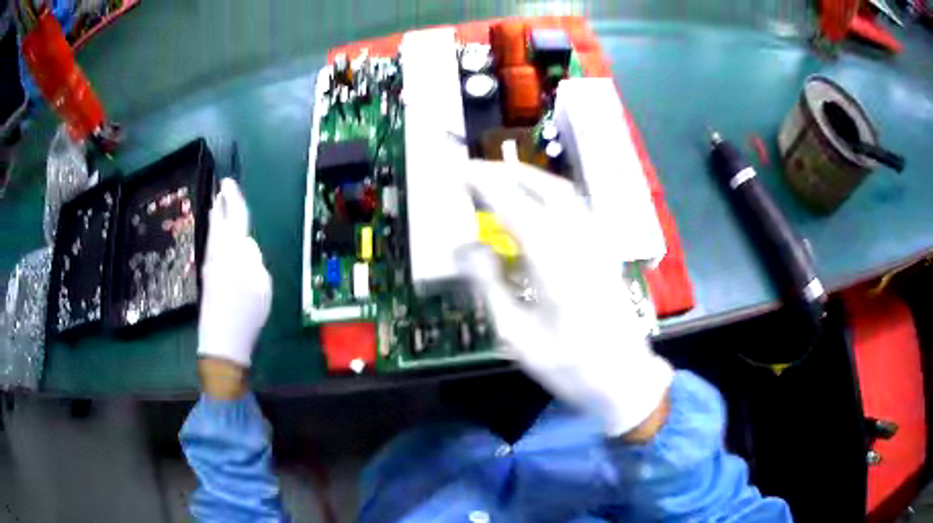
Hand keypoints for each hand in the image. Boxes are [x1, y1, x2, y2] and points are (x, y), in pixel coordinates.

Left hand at [198, 179, 271, 370]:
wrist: (222, 340)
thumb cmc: (246, 313)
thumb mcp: (261, 285)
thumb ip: (254, 259)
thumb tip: (246, 246)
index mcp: (233, 252)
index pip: (235, 220)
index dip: (234, 201)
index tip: (229, 183)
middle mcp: (218, 255)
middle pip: (219, 225)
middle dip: (221, 207)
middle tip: (221, 191)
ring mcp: (211, 267)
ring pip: (213, 236)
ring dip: (216, 220)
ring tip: (218, 207)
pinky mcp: (208, 279)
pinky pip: (212, 247)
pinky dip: (215, 235)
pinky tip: (218, 238)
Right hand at [459, 160, 672, 436]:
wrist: (624, 377)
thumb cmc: (569, 365)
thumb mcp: (518, 338)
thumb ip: (490, 288)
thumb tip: (465, 248)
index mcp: (556, 266)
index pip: (516, 209)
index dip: (486, 185)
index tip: (460, 172)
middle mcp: (581, 244)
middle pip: (546, 189)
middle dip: (508, 172)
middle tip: (476, 171)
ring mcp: (598, 244)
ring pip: (565, 194)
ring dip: (531, 179)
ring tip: (500, 179)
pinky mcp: (606, 251)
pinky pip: (577, 208)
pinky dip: (550, 194)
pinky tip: (536, 204)